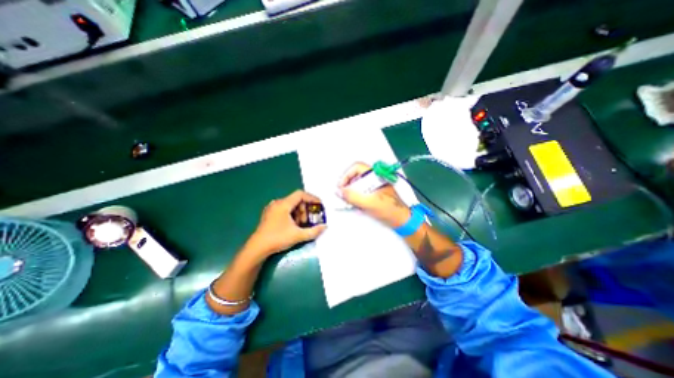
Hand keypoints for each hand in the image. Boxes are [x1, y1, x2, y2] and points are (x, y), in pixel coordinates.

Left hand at [248, 190, 327, 257]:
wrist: (257, 248)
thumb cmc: (278, 239)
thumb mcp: (298, 235)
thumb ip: (314, 231)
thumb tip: (325, 226)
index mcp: (283, 204)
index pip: (300, 194)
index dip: (312, 198)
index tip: (319, 205)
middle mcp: (277, 203)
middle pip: (296, 200)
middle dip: (305, 209)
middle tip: (309, 220)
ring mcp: (272, 208)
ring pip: (291, 205)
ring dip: (299, 213)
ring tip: (301, 225)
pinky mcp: (270, 214)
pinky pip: (285, 210)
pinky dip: (292, 215)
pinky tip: (293, 226)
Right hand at [336, 161, 409, 226]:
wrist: (401, 220)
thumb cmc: (388, 209)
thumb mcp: (369, 203)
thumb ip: (353, 197)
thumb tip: (338, 191)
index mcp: (375, 175)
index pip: (357, 167)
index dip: (346, 175)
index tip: (341, 186)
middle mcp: (374, 178)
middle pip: (355, 175)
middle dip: (347, 184)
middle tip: (342, 194)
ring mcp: (374, 185)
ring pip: (357, 183)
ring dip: (350, 191)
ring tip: (347, 201)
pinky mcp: (373, 193)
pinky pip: (360, 191)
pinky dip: (355, 196)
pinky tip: (354, 204)